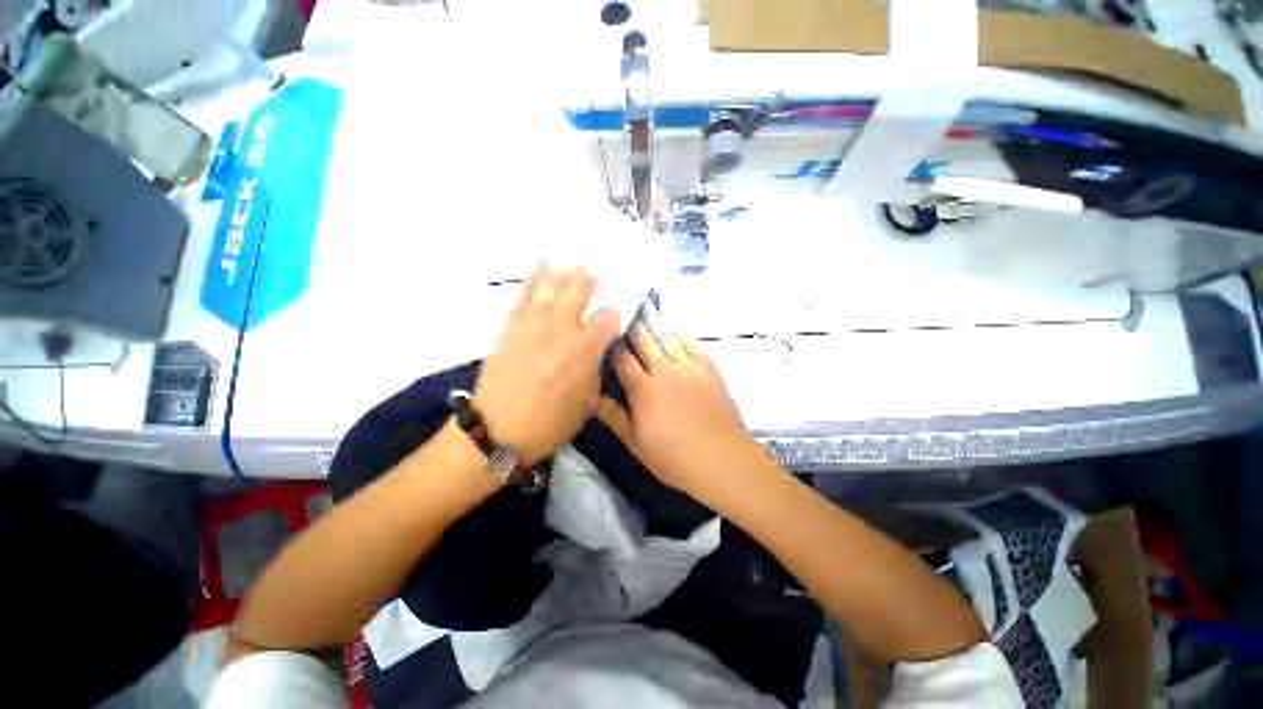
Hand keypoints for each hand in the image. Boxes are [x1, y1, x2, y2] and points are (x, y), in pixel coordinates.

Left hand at [474, 265, 620, 465]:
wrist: (497, 430)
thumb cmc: (549, 424)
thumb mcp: (586, 404)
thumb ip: (593, 372)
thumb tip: (593, 354)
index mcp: (585, 350)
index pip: (606, 319)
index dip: (614, 314)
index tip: (614, 314)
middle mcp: (562, 330)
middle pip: (579, 293)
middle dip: (589, 281)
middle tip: (594, 275)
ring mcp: (534, 324)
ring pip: (552, 287)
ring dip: (564, 272)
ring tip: (572, 261)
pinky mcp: (511, 326)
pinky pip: (524, 294)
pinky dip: (534, 277)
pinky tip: (541, 264)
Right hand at [595, 309, 760, 499]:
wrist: (721, 458)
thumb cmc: (674, 457)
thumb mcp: (636, 443)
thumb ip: (614, 418)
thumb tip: (593, 399)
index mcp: (644, 389)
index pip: (623, 359)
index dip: (614, 345)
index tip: (608, 334)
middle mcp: (664, 371)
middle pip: (645, 341)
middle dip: (633, 326)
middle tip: (626, 310)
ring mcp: (689, 367)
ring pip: (668, 337)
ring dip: (655, 324)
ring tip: (646, 310)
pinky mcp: (708, 368)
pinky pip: (691, 344)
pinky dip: (679, 334)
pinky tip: (674, 329)